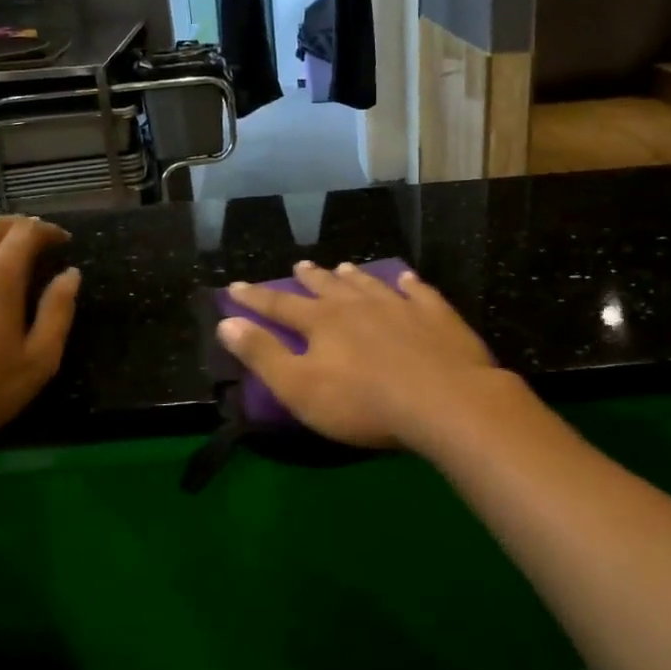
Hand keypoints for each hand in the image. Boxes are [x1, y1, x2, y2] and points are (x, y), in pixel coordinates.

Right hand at [216, 260, 506, 449]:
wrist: (443, 400)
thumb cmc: (363, 402)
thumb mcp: (299, 387)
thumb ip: (262, 354)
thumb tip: (227, 322)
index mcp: (322, 322)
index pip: (280, 305)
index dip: (255, 297)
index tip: (235, 286)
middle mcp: (357, 305)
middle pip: (327, 287)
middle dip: (310, 278)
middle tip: (300, 266)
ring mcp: (400, 306)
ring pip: (369, 284)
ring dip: (353, 276)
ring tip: (343, 267)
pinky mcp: (436, 316)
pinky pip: (418, 292)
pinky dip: (409, 284)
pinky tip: (407, 279)